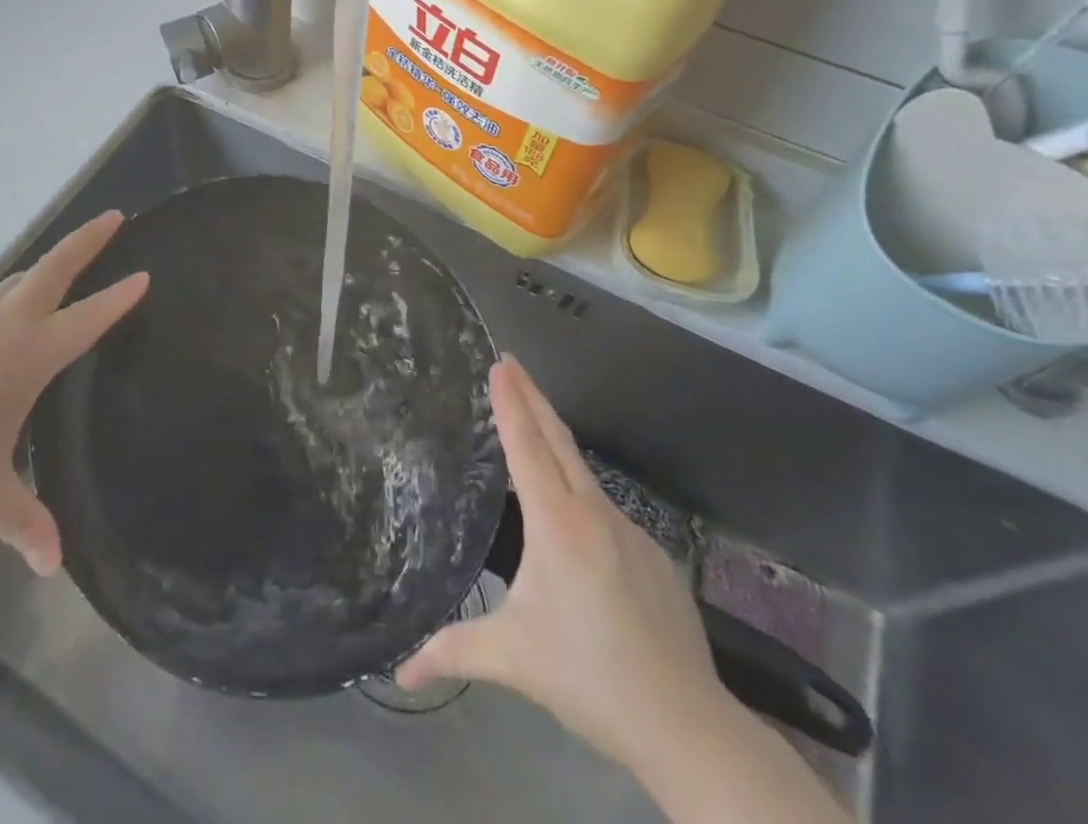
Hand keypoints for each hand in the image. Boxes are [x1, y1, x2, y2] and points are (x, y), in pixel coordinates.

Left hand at [0, 211, 146, 574]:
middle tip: (114, 217)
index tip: (146, 274)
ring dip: (51, 261)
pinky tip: (12, 306)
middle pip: (53, 269)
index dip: (118, 298)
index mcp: (26, 356)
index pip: (86, 319)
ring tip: (71, 257)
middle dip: (87, 241)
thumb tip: (55, 568)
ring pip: (20, 278)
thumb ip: (23, 523)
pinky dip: (18, 286)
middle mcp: (4, 328)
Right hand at [397, 356, 732, 767]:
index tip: (501, 363)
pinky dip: (582, 496)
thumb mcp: (512, 658)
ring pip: (584, 475)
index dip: (511, 401)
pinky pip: (607, 512)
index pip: (527, 446)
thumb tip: (400, 673)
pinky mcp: (654, 556)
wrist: (687, 726)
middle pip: (558, 440)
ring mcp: (631, 531)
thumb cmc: (588, 678)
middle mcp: (595, 513)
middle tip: (511, 363)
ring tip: (532, 432)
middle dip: (532, 396)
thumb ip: (453, 652)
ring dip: (555, 444)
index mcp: (557, 524)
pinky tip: (575, 524)